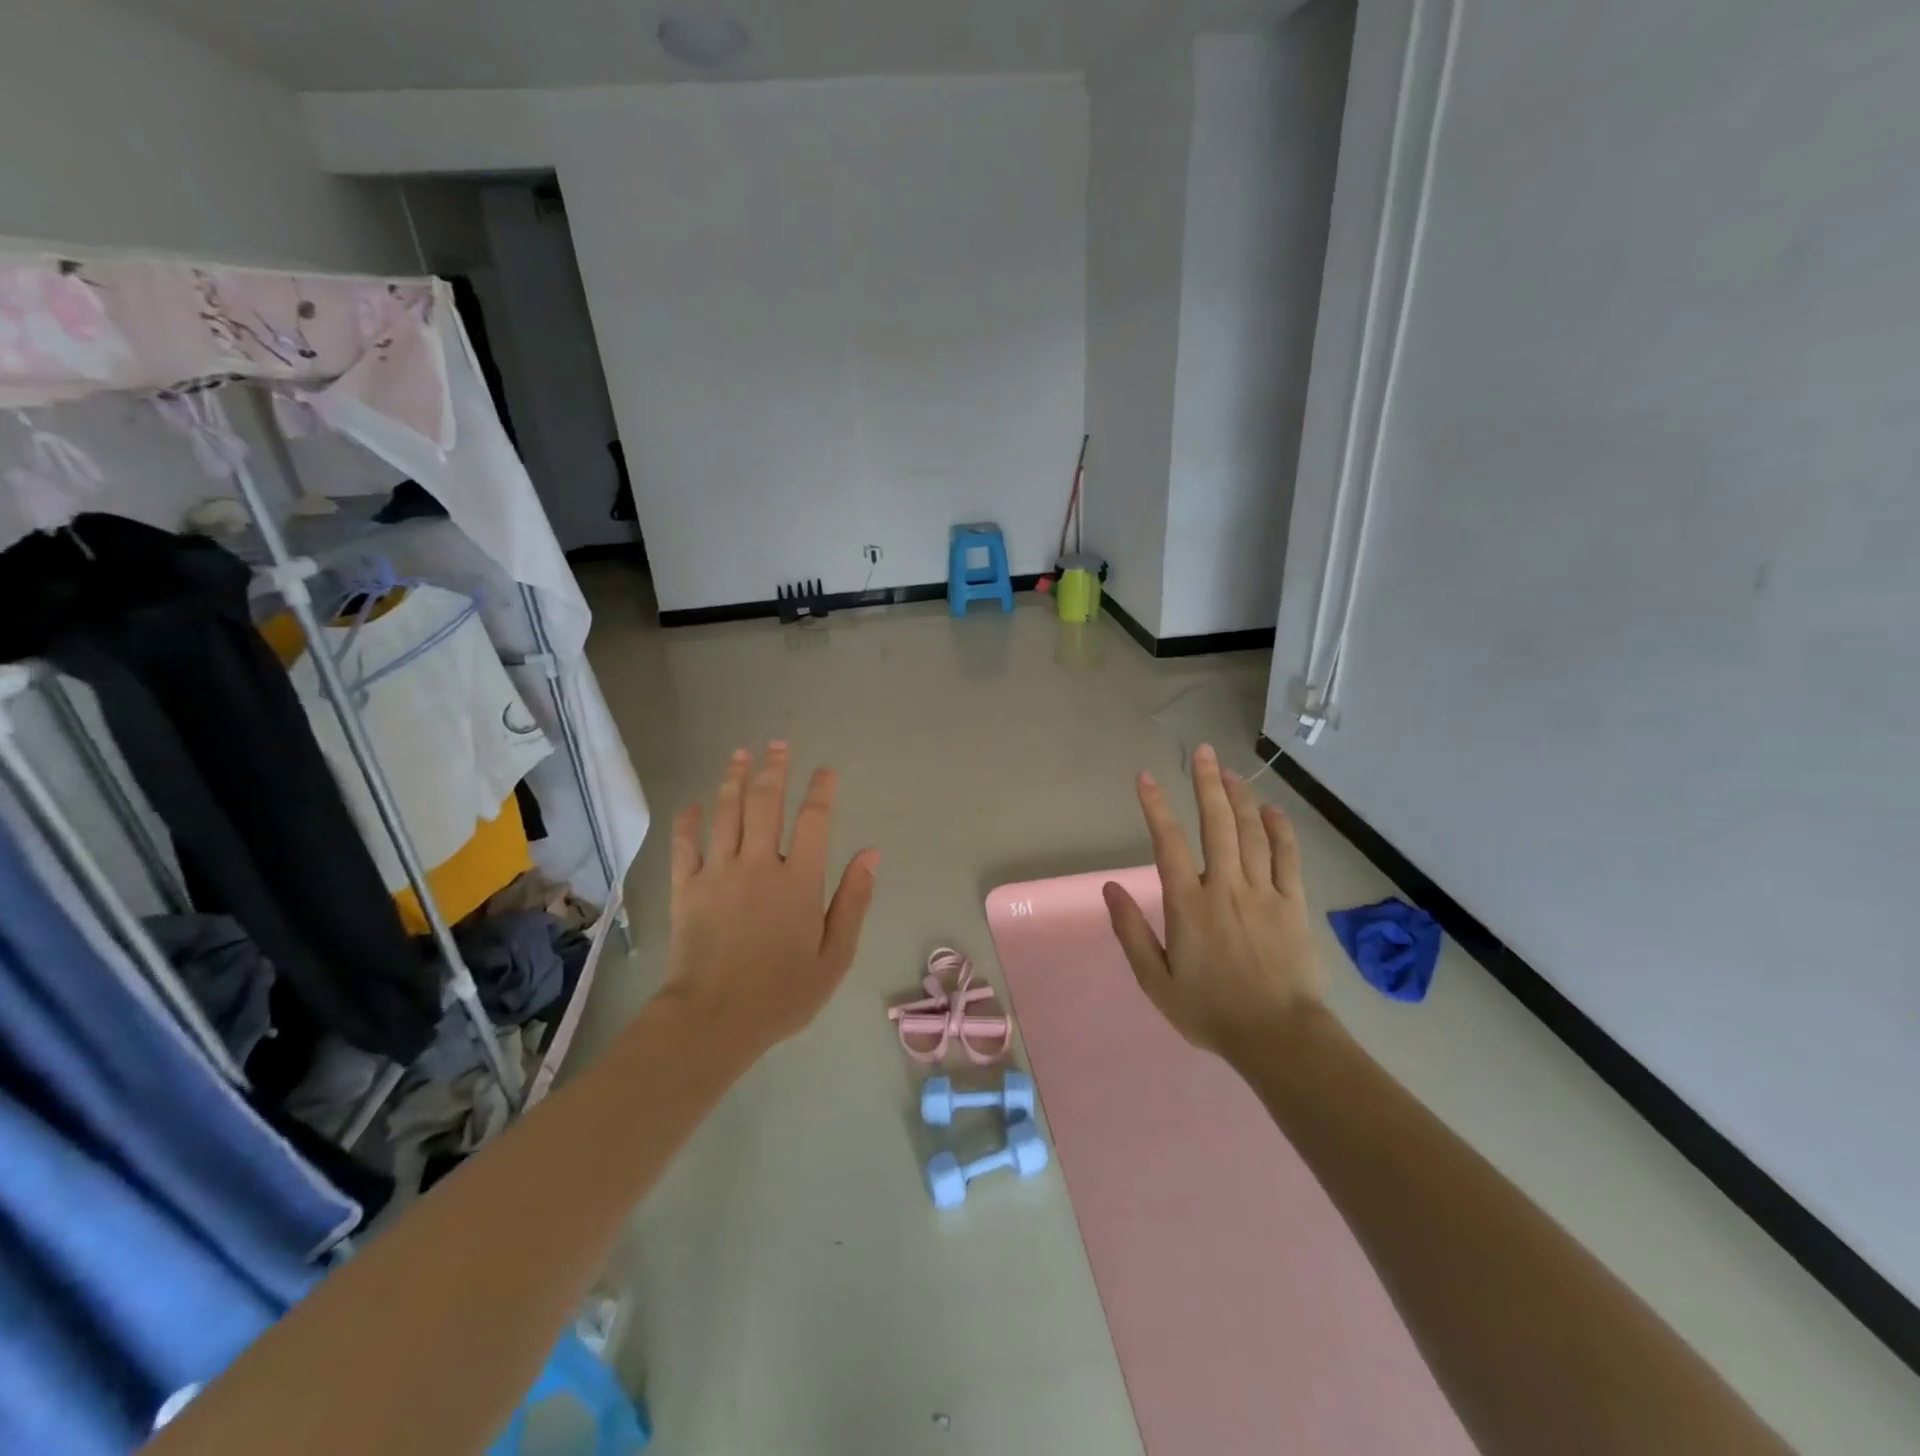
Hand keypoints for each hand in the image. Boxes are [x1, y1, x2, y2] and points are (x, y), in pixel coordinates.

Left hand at [662, 742, 879, 1054]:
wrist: (714, 1020)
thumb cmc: (783, 993)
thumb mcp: (835, 955)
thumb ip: (854, 901)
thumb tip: (870, 854)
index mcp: (799, 880)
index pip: (814, 820)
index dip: (821, 791)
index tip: (825, 771)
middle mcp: (759, 863)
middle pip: (766, 803)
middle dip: (774, 769)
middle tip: (777, 744)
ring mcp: (719, 872)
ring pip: (726, 813)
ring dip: (734, 780)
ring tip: (740, 754)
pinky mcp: (687, 887)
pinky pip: (685, 844)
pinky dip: (687, 821)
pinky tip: (691, 804)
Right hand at [1103, 744, 1326, 1059]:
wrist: (1278, 1037)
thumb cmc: (1210, 1011)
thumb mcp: (1156, 981)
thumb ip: (1131, 932)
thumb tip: (1110, 889)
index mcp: (1188, 904)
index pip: (1168, 843)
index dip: (1156, 807)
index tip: (1146, 778)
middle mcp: (1225, 887)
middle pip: (1217, 824)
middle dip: (1206, 784)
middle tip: (1201, 752)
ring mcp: (1263, 893)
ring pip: (1252, 833)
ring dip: (1240, 798)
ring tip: (1229, 771)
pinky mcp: (1292, 904)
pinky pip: (1288, 858)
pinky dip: (1281, 830)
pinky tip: (1273, 810)